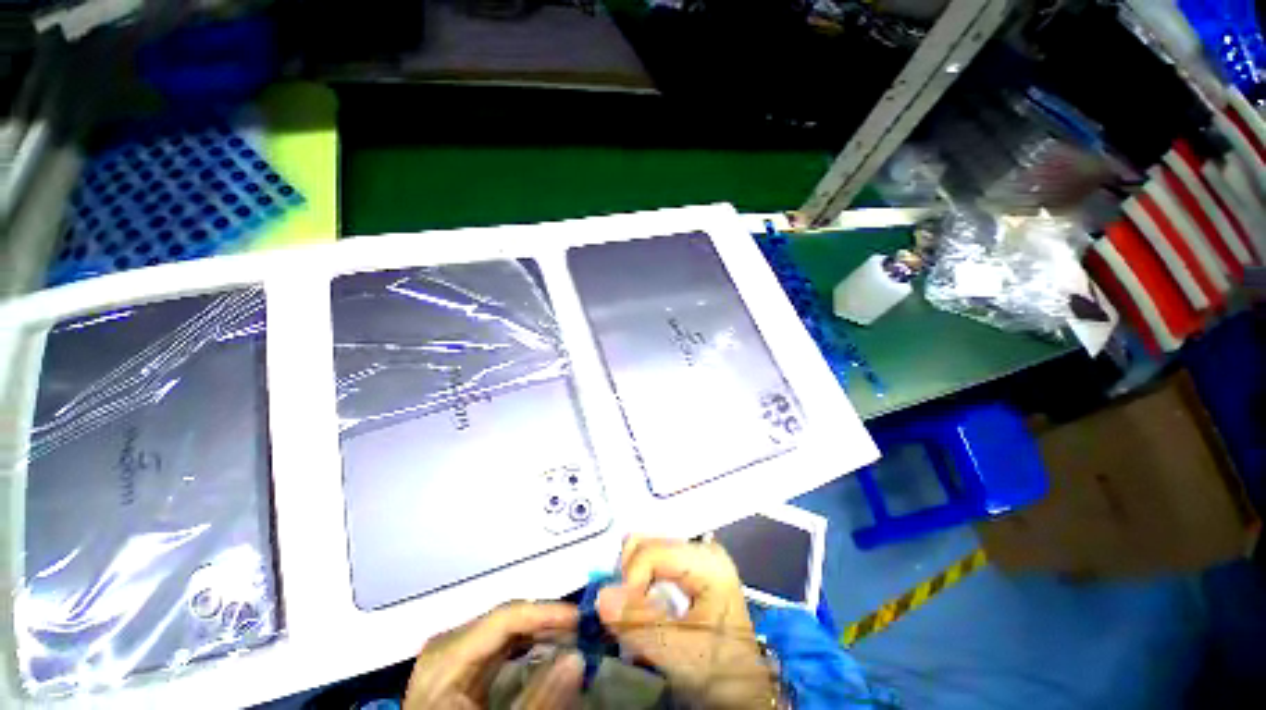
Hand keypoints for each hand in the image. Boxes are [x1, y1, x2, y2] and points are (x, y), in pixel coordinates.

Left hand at [404, 601, 583, 709]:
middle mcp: (449, 643)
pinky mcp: (460, 662)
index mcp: (447, 655)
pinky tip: (549, 647)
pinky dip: (528, 644)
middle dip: (549, 622)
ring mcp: (453, 651)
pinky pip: (500, 643)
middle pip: (508, 620)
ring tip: (574, 636)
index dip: (547, 613)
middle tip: (585, 628)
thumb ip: (537, 699)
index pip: (505, 619)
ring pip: (507, 628)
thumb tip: (578, 658)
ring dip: (542, 631)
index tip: (582, 618)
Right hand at [597, 537, 778, 708]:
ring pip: (646, 549)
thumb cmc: (719, 672)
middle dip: (629, 577)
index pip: (652, 552)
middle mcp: (701, 548)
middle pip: (647, 543)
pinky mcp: (688, 567)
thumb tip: (601, 596)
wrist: (743, 691)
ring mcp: (695, 555)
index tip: (624, 617)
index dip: (631, 581)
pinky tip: (644, 606)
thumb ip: (640, 624)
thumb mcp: (680, 653)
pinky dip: (640, 582)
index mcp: (708, 562)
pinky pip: (652, 561)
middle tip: (628, 613)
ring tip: (636, 612)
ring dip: (632, 580)